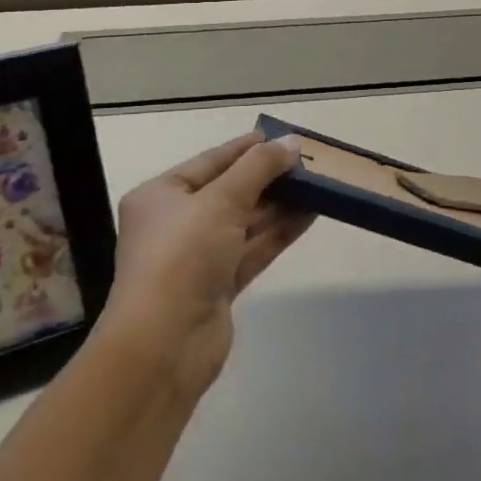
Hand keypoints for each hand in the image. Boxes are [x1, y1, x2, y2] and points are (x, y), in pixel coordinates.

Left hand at [97, 132, 312, 397]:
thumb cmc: (182, 256)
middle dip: (269, 177)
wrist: (164, 344)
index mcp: (161, 195)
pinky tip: (311, 214)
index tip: (283, 137)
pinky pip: (253, 248)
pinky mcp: (219, 285)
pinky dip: (280, 232)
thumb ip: (259, 168)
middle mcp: (176, 223)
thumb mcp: (221, 201)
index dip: (247, 147)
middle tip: (310, 161)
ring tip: (319, 184)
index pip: (211, 161)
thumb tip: (291, 142)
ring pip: (245, 221)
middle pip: (230, 191)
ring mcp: (198, 256)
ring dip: (280, 204)